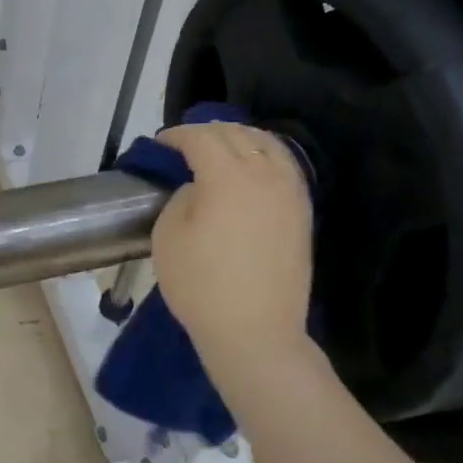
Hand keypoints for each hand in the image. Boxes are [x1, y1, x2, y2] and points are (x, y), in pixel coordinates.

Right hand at [151, 123, 315, 400]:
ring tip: (220, 148)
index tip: (160, 143)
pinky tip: (251, 167)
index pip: (201, 138)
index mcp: (227, 177)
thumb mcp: (168, 235)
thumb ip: (182, 197)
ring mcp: (290, 193)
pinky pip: (285, 166)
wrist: (255, 331)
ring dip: (240, 138)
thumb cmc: (200, 284)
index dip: (176, 135)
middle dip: (207, 131)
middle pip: (236, 134)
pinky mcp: (302, 212)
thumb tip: (199, 187)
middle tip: (184, 144)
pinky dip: (264, 155)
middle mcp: (264, 175)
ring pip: (267, 144)